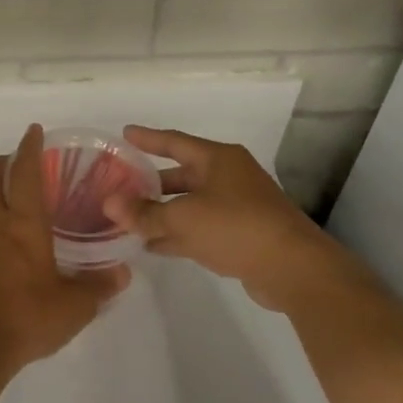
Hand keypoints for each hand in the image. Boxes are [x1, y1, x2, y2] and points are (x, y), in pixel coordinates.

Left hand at [0, 124, 131, 378]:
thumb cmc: (27, 318)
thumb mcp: (75, 307)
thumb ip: (99, 287)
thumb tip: (122, 274)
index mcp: (23, 226)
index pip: (25, 174)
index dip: (29, 148)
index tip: (34, 131)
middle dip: (2, 162)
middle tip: (20, 164)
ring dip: (0, 205)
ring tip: (26, 224)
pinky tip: (11, 264)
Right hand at [104, 125, 370, 311]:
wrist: (293, 269)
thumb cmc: (236, 227)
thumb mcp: (183, 218)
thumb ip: (144, 213)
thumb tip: (108, 203)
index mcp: (218, 160)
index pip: (174, 142)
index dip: (148, 138)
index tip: (125, 133)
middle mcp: (228, 177)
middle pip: (181, 175)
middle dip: (150, 184)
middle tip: (120, 186)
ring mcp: (237, 207)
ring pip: (189, 205)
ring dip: (161, 213)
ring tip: (127, 219)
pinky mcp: (241, 235)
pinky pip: (199, 228)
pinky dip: (177, 234)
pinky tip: (151, 245)